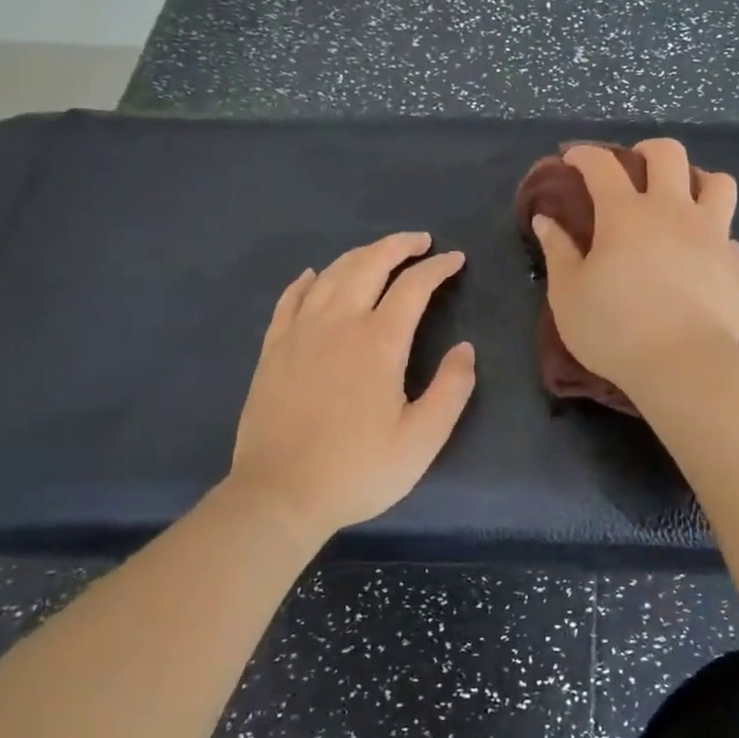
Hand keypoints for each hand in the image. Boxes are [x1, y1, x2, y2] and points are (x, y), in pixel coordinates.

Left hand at [228, 231, 475, 542]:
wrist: (279, 495)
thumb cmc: (358, 470)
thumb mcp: (422, 440)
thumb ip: (451, 389)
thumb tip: (465, 348)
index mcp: (378, 342)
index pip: (413, 287)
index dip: (437, 268)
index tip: (455, 260)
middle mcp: (338, 324)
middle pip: (368, 264)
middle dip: (398, 245)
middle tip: (420, 242)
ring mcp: (299, 333)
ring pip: (331, 274)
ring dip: (360, 255)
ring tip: (380, 253)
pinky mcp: (273, 349)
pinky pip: (290, 299)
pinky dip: (308, 280)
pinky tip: (315, 276)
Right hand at [531, 139, 738, 394]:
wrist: (684, 365)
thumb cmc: (615, 330)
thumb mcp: (568, 295)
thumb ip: (558, 252)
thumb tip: (546, 220)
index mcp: (625, 213)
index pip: (602, 165)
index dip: (584, 155)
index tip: (572, 158)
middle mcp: (672, 211)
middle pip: (668, 154)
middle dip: (646, 152)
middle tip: (633, 170)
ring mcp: (710, 234)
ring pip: (718, 182)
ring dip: (697, 181)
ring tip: (681, 200)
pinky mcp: (733, 263)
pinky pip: (727, 232)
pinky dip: (713, 233)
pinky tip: (700, 251)